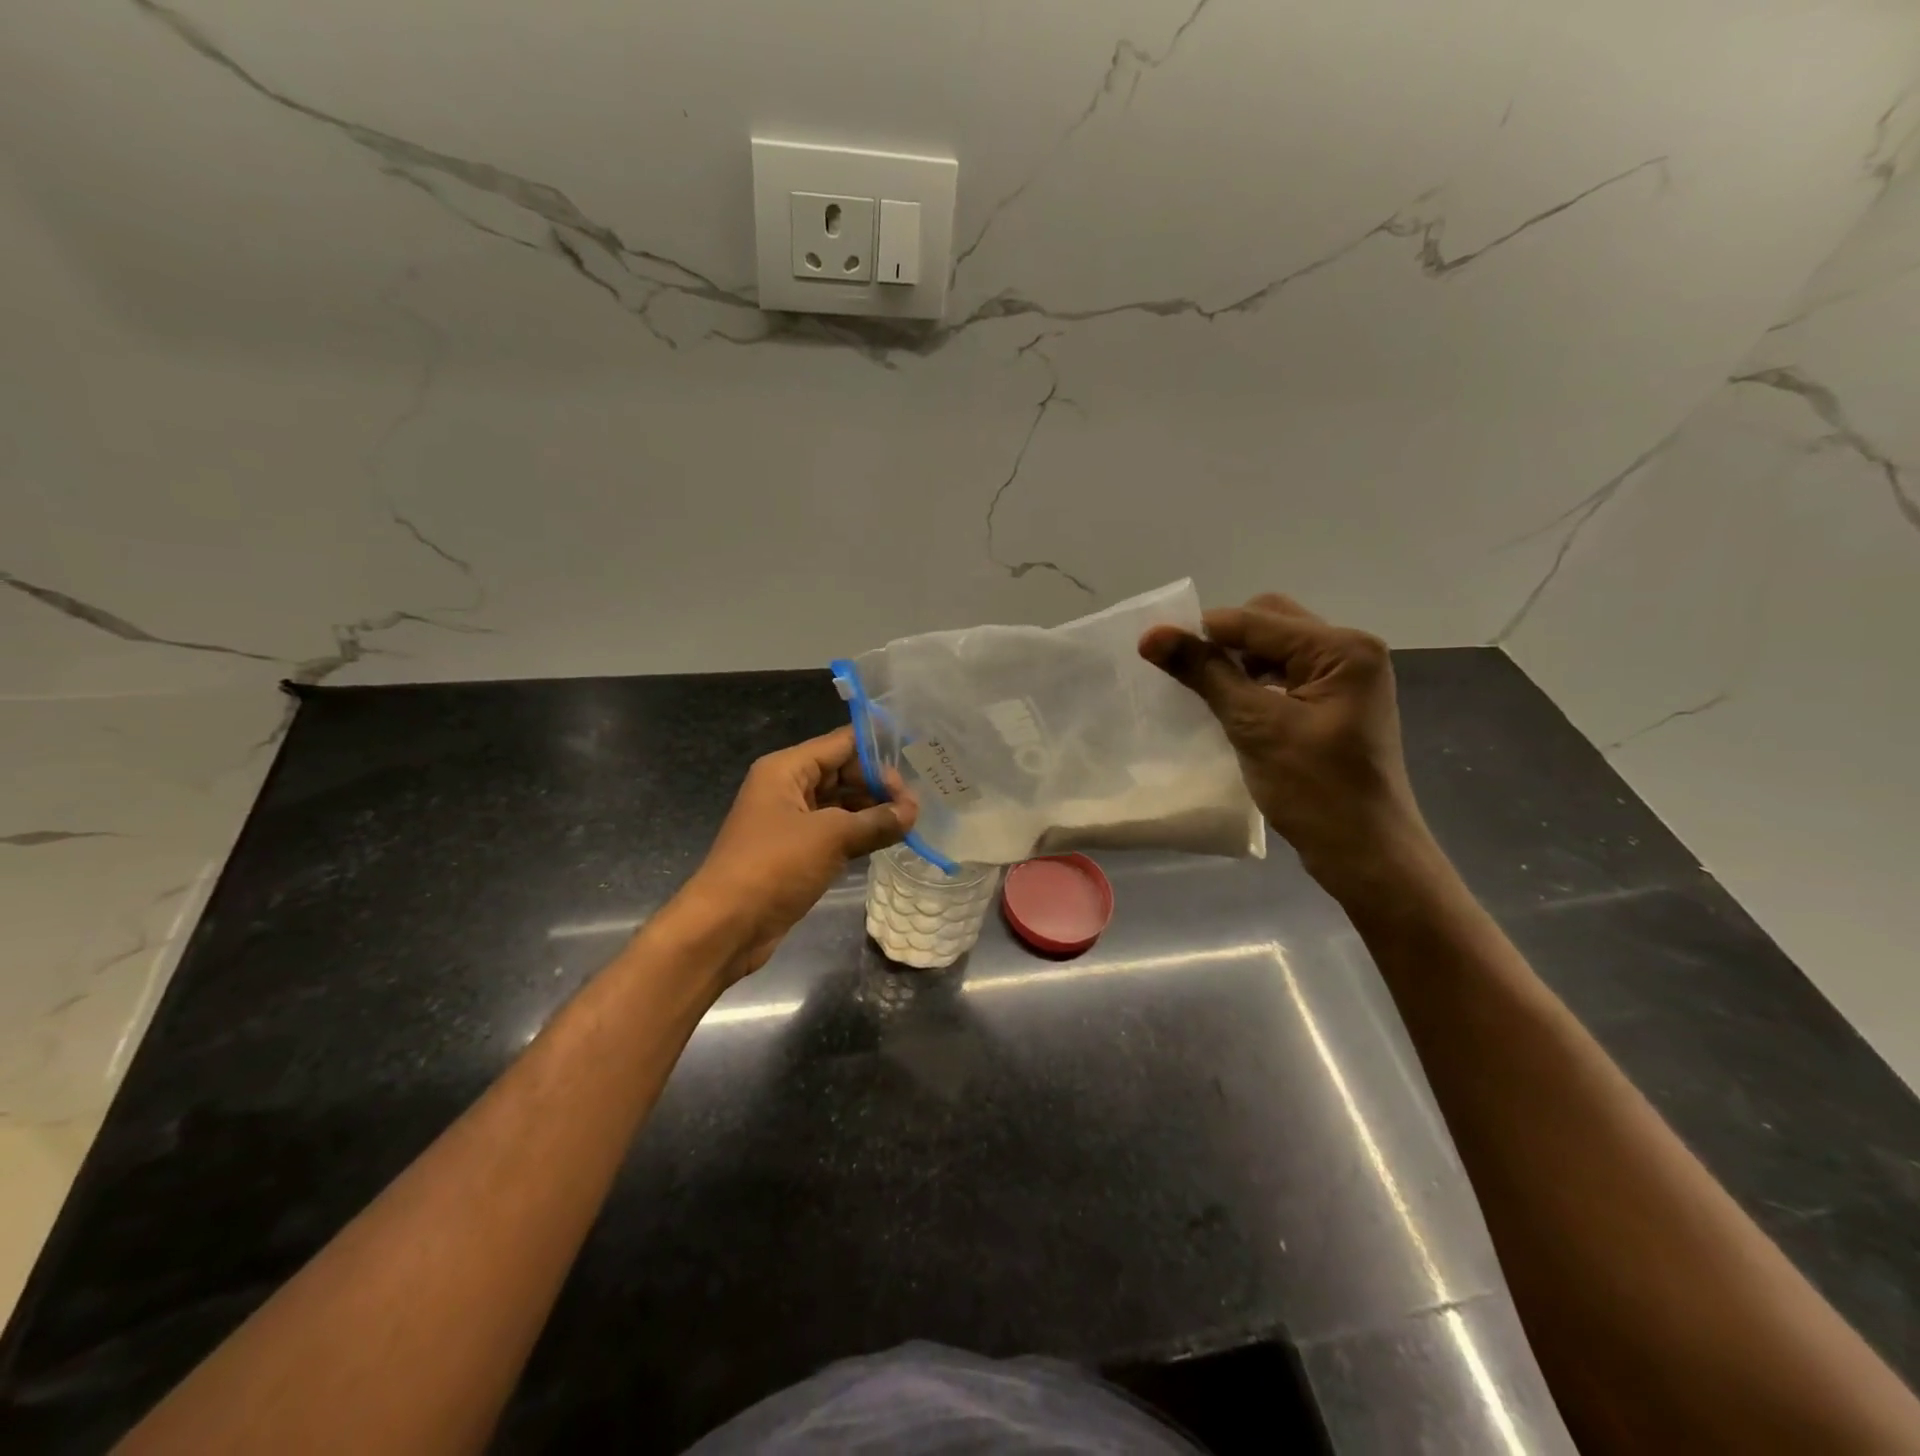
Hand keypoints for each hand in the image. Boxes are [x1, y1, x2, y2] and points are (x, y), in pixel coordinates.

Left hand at [678, 726, 916, 980]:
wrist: (726, 925)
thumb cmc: (774, 866)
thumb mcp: (831, 837)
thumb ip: (876, 821)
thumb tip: (912, 812)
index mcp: (787, 769)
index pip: (841, 744)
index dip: (879, 750)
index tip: (916, 760)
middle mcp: (787, 787)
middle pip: (842, 772)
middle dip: (878, 785)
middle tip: (915, 805)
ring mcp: (791, 821)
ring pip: (840, 804)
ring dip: (872, 810)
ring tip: (909, 822)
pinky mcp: (796, 852)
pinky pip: (835, 831)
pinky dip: (860, 833)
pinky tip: (888, 839)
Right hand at [1139, 593, 1436, 900]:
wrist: (1366, 854)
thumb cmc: (1316, 790)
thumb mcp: (1255, 726)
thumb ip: (1205, 673)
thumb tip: (1151, 635)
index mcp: (1341, 649)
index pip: (1256, 619)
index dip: (1201, 631)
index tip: (1152, 650)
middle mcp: (1349, 652)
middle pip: (1269, 623)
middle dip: (1224, 643)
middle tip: (1187, 675)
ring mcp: (1345, 679)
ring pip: (1275, 649)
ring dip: (1237, 664)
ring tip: (1205, 693)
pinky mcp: (1335, 704)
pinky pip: (1284, 675)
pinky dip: (1253, 684)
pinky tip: (1231, 707)